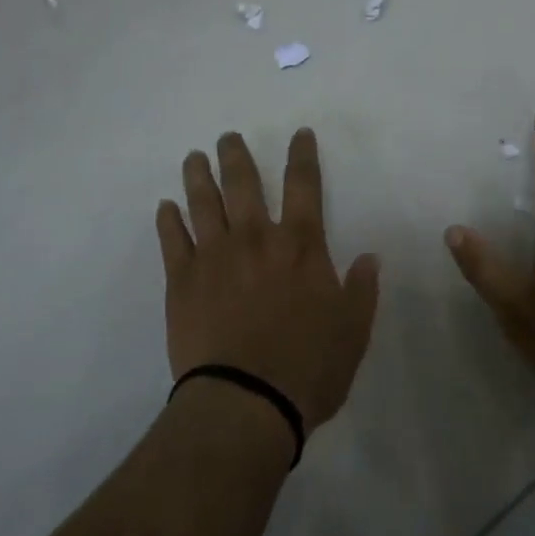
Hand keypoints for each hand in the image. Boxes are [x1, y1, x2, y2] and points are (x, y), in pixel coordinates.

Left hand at [157, 129, 380, 435]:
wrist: (246, 401)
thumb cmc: (308, 368)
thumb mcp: (353, 332)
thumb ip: (361, 290)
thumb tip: (369, 257)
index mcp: (301, 247)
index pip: (305, 186)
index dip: (302, 156)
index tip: (299, 133)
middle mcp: (256, 239)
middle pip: (244, 184)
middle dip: (237, 156)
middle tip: (228, 138)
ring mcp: (214, 256)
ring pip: (203, 203)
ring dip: (198, 176)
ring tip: (193, 157)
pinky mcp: (181, 281)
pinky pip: (171, 240)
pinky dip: (168, 219)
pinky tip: (165, 207)